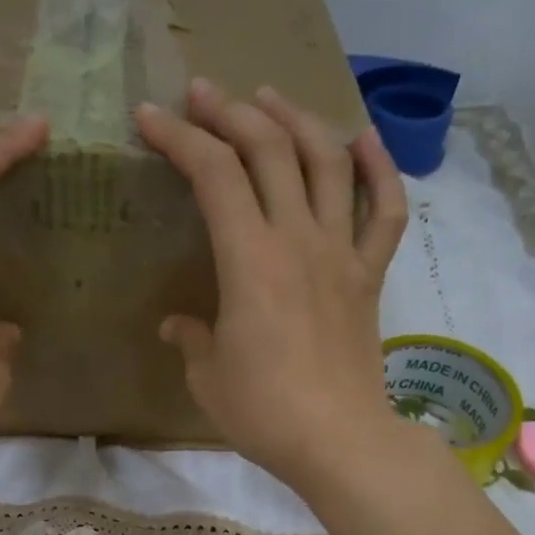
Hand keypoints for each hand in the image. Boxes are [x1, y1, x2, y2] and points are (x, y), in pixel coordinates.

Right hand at [135, 79, 408, 490]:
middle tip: (202, 94)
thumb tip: (178, 325)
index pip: (213, 174)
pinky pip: (384, 211)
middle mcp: (298, 239)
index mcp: (249, 260)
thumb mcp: (208, 377)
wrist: (338, 440)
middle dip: (230, 112)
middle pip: (269, 149)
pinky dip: (378, 169)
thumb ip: (191, 339)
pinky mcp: (370, 275)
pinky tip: (362, 140)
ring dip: (295, 120)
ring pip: (326, 162)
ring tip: (269, 100)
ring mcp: (341, 252)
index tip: (150, 117)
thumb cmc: (263, 413)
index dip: (179, 138)